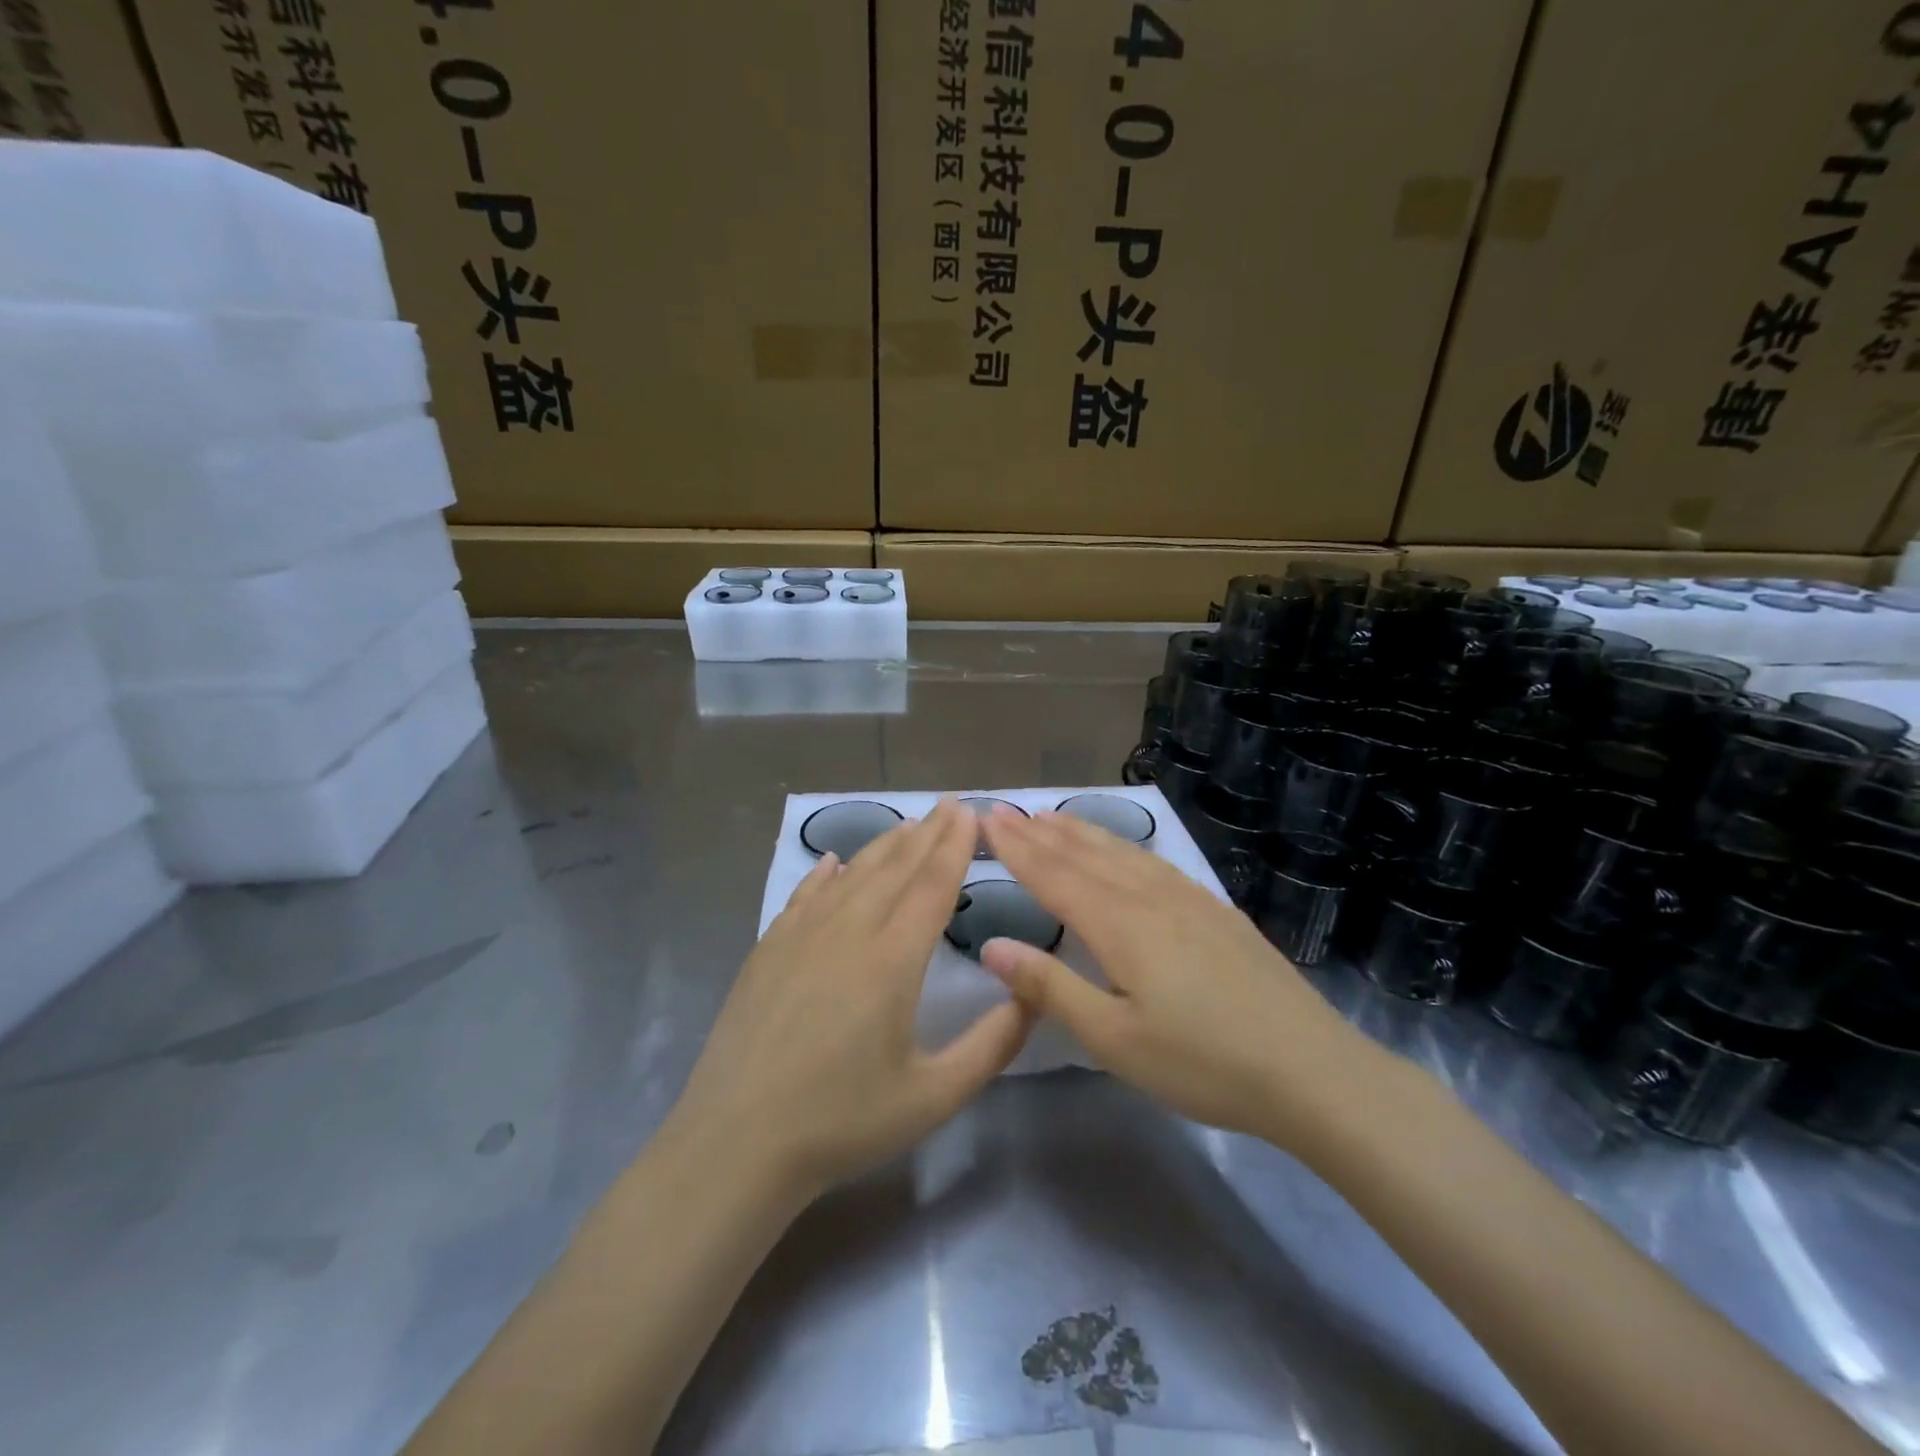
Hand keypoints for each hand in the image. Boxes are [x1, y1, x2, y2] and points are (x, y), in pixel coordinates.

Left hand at [670, 798, 1033, 1200]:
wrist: (737, 1141)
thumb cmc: (842, 1121)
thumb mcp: (934, 1095)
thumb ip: (993, 1043)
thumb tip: (1033, 994)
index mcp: (893, 959)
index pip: (933, 884)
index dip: (955, 845)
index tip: (971, 813)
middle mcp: (849, 930)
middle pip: (896, 868)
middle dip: (928, 833)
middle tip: (950, 804)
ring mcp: (801, 934)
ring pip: (852, 874)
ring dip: (884, 846)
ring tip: (908, 825)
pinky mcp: (769, 948)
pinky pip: (805, 894)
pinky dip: (826, 873)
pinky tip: (834, 861)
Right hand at [979, 806, 1374, 1147]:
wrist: (1312, 1071)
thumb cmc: (1203, 1063)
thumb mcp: (1114, 1039)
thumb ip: (1050, 987)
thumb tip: (991, 946)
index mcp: (1120, 925)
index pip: (1054, 875)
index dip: (1017, 848)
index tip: (986, 819)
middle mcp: (1150, 898)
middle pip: (1085, 855)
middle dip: (1040, 833)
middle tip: (1005, 811)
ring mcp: (1189, 899)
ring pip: (1122, 853)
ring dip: (1081, 833)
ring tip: (1051, 818)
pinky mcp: (1216, 911)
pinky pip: (1154, 862)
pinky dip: (1123, 846)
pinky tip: (1123, 851)